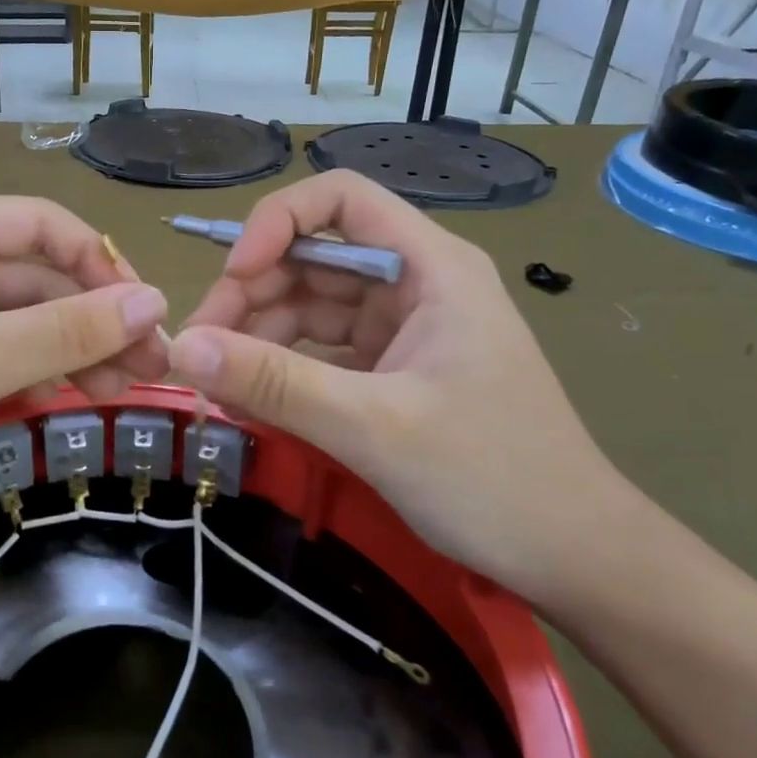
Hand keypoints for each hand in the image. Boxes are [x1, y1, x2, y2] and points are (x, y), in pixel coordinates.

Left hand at [0, 197, 168, 550]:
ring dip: (73, 351)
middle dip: (95, 320)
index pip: (43, 226)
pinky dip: (36, 373)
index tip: (149, 314)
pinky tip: (67, 401)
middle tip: (151, 369)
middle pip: (37, 277)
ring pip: (23, 321)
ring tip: (121, 394)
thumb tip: (155, 302)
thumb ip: (68, 329)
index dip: (101, 264)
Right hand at [168, 171, 651, 608]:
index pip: (340, 199)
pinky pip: (320, 352)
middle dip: (250, 296)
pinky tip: (248, 401)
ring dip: (257, 339)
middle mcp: (414, 284)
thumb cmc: (493, 478)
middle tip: (199, 353)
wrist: (574, 558)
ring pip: (309, 308)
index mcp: (430, 267)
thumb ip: (276, 384)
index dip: (276, 223)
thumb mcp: (374, 427)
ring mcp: (402, 330)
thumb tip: (181, 348)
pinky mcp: (391, 372)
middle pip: (311, 257)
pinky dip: (281, 371)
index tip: (231, 277)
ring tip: (216, 388)